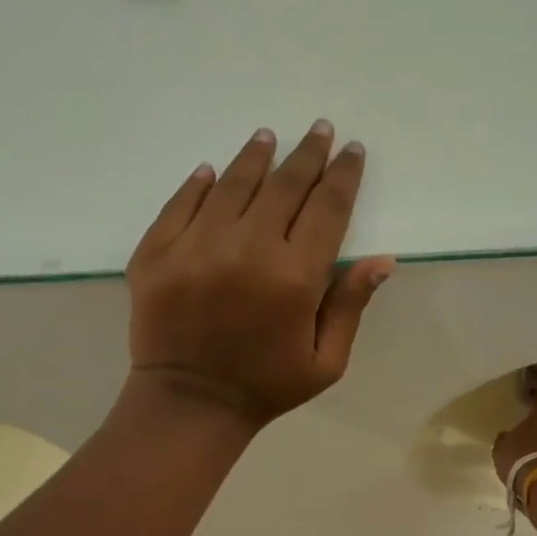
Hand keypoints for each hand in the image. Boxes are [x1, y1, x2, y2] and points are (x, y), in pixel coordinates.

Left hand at [126, 121, 395, 433]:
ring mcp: (195, 248)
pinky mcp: (155, 254)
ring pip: (232, 185)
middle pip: (284, 186)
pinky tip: (213, 170)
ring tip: (269, 137)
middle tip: (318, 129)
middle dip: (307, 154)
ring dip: (256, 157)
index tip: (352, 150)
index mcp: (294, 278)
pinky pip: (180, 204)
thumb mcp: (326, 361)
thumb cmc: (266, 386)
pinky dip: (199, 183)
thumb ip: (351, 305)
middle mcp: (247, 250)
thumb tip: (381, 259)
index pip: (327, 208)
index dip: (343, 175)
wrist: (189, 406)